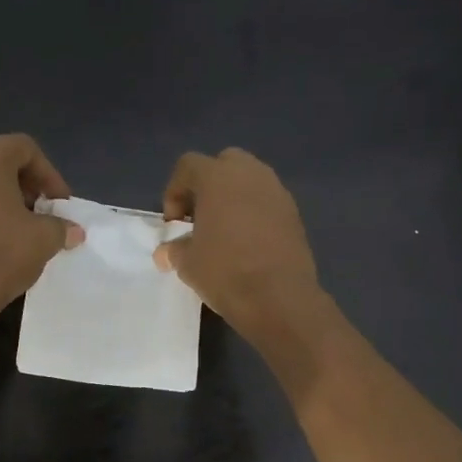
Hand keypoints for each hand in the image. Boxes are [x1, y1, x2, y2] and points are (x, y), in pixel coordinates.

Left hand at [0, 135, 83, 306]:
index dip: (49, 174)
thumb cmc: (2, 252)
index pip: (25, 148)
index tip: (59, 203)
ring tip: (21, 226)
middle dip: (26, 184)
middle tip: (42, 210)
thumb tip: (73, 231)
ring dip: (4, 198)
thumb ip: (61, 226)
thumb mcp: (44, 238)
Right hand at [155, 148, 321, 332]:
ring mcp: (277, 191)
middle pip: (224, 164)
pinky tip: (248, 244)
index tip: (174, 224)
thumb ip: (174, 250)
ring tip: (225, 233)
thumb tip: (166, 253)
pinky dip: (254, 214)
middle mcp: (250, 174)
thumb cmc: (224, 272)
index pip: (188, 166)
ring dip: (233, 199)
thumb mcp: (187, 263)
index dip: (175, 192)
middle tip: (200, 218)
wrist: (278, 297)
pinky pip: (267, 202)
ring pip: (249, 181)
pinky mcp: (294, 213)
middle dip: (208, 186)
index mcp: (217, 177)